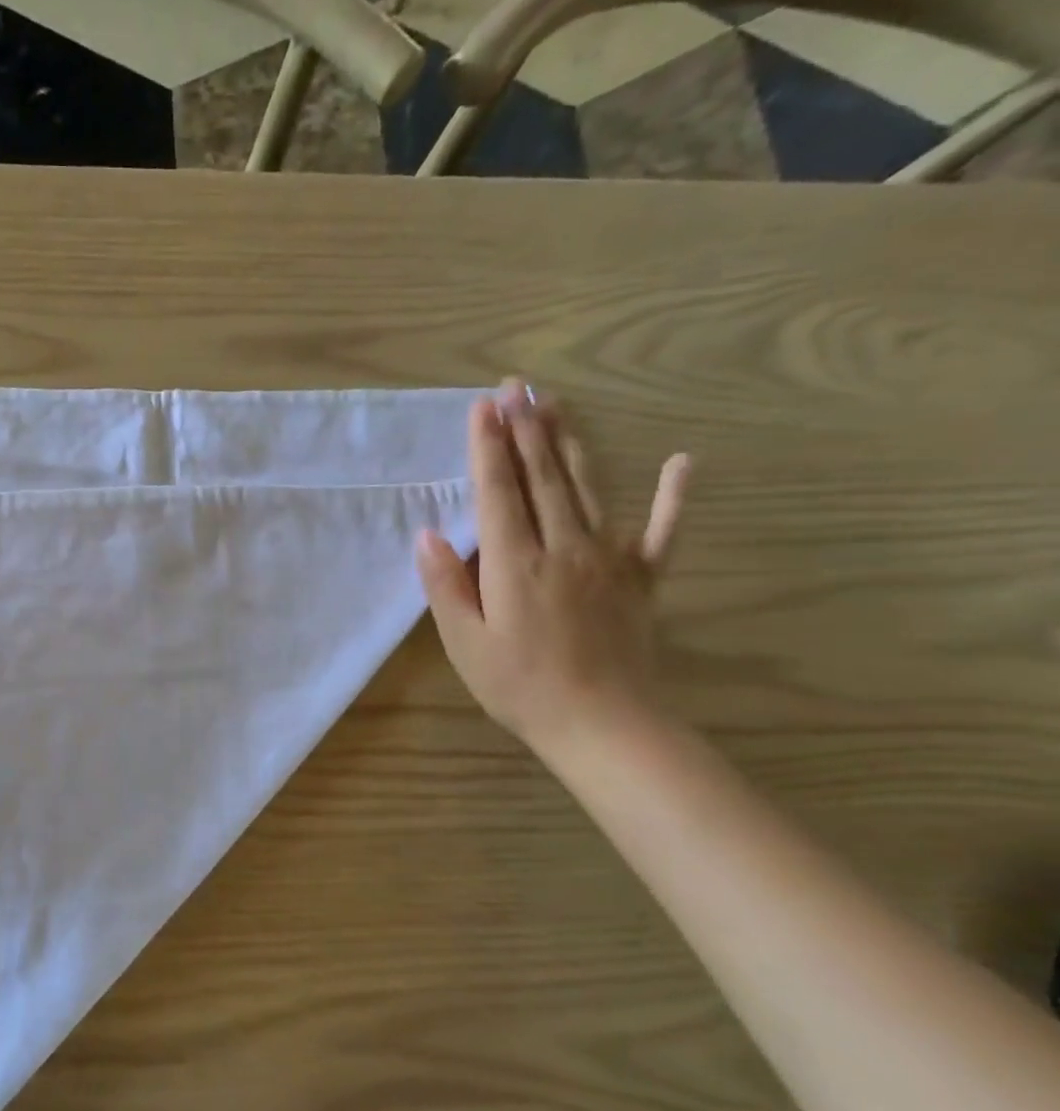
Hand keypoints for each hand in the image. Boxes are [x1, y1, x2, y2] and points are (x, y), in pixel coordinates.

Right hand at [416, 381, 689, 755]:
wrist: (602, 724)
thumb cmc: (519, 685)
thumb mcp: (464, 642)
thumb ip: (446, 585)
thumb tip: (428, 535)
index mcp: (515, 563)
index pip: (499, 492)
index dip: (488, 447)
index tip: (483, 407)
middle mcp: (563, 546)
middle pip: (542, 477)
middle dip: (526, 428)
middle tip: (518, 386)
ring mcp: (608, 559)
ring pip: (588, 488)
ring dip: (569, 443)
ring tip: (556, 404)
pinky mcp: (641, 578)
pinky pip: (660, 531)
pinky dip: (673, 496)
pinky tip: (681, 462)